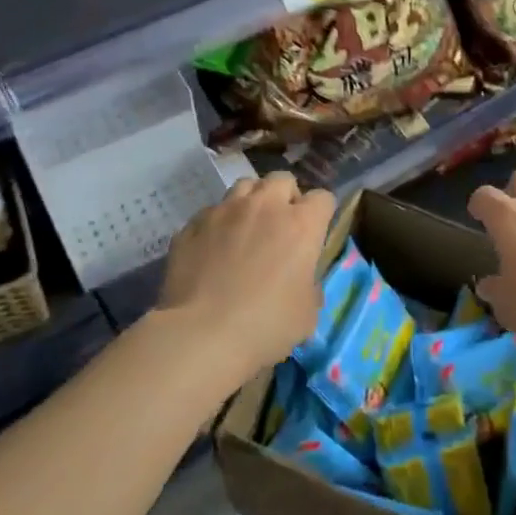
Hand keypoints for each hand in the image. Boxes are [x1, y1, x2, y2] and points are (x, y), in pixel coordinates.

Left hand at [157, 173, 334, 379]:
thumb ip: (310, 286)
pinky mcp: (192, 224)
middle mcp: (265, 206)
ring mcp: (225, 211)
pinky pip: (211, 212)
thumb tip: (301, 280)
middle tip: (280, 227)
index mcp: (301, 224)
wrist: (201, 334)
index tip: (315, 234)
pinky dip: (218, 224)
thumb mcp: (307, 313)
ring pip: (244, 186)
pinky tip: (213, 249)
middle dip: (285, 197)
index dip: (321, 214)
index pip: (323, 198)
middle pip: (282, 180)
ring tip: (246, 229)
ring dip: (251, 202)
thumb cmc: (265, 324)